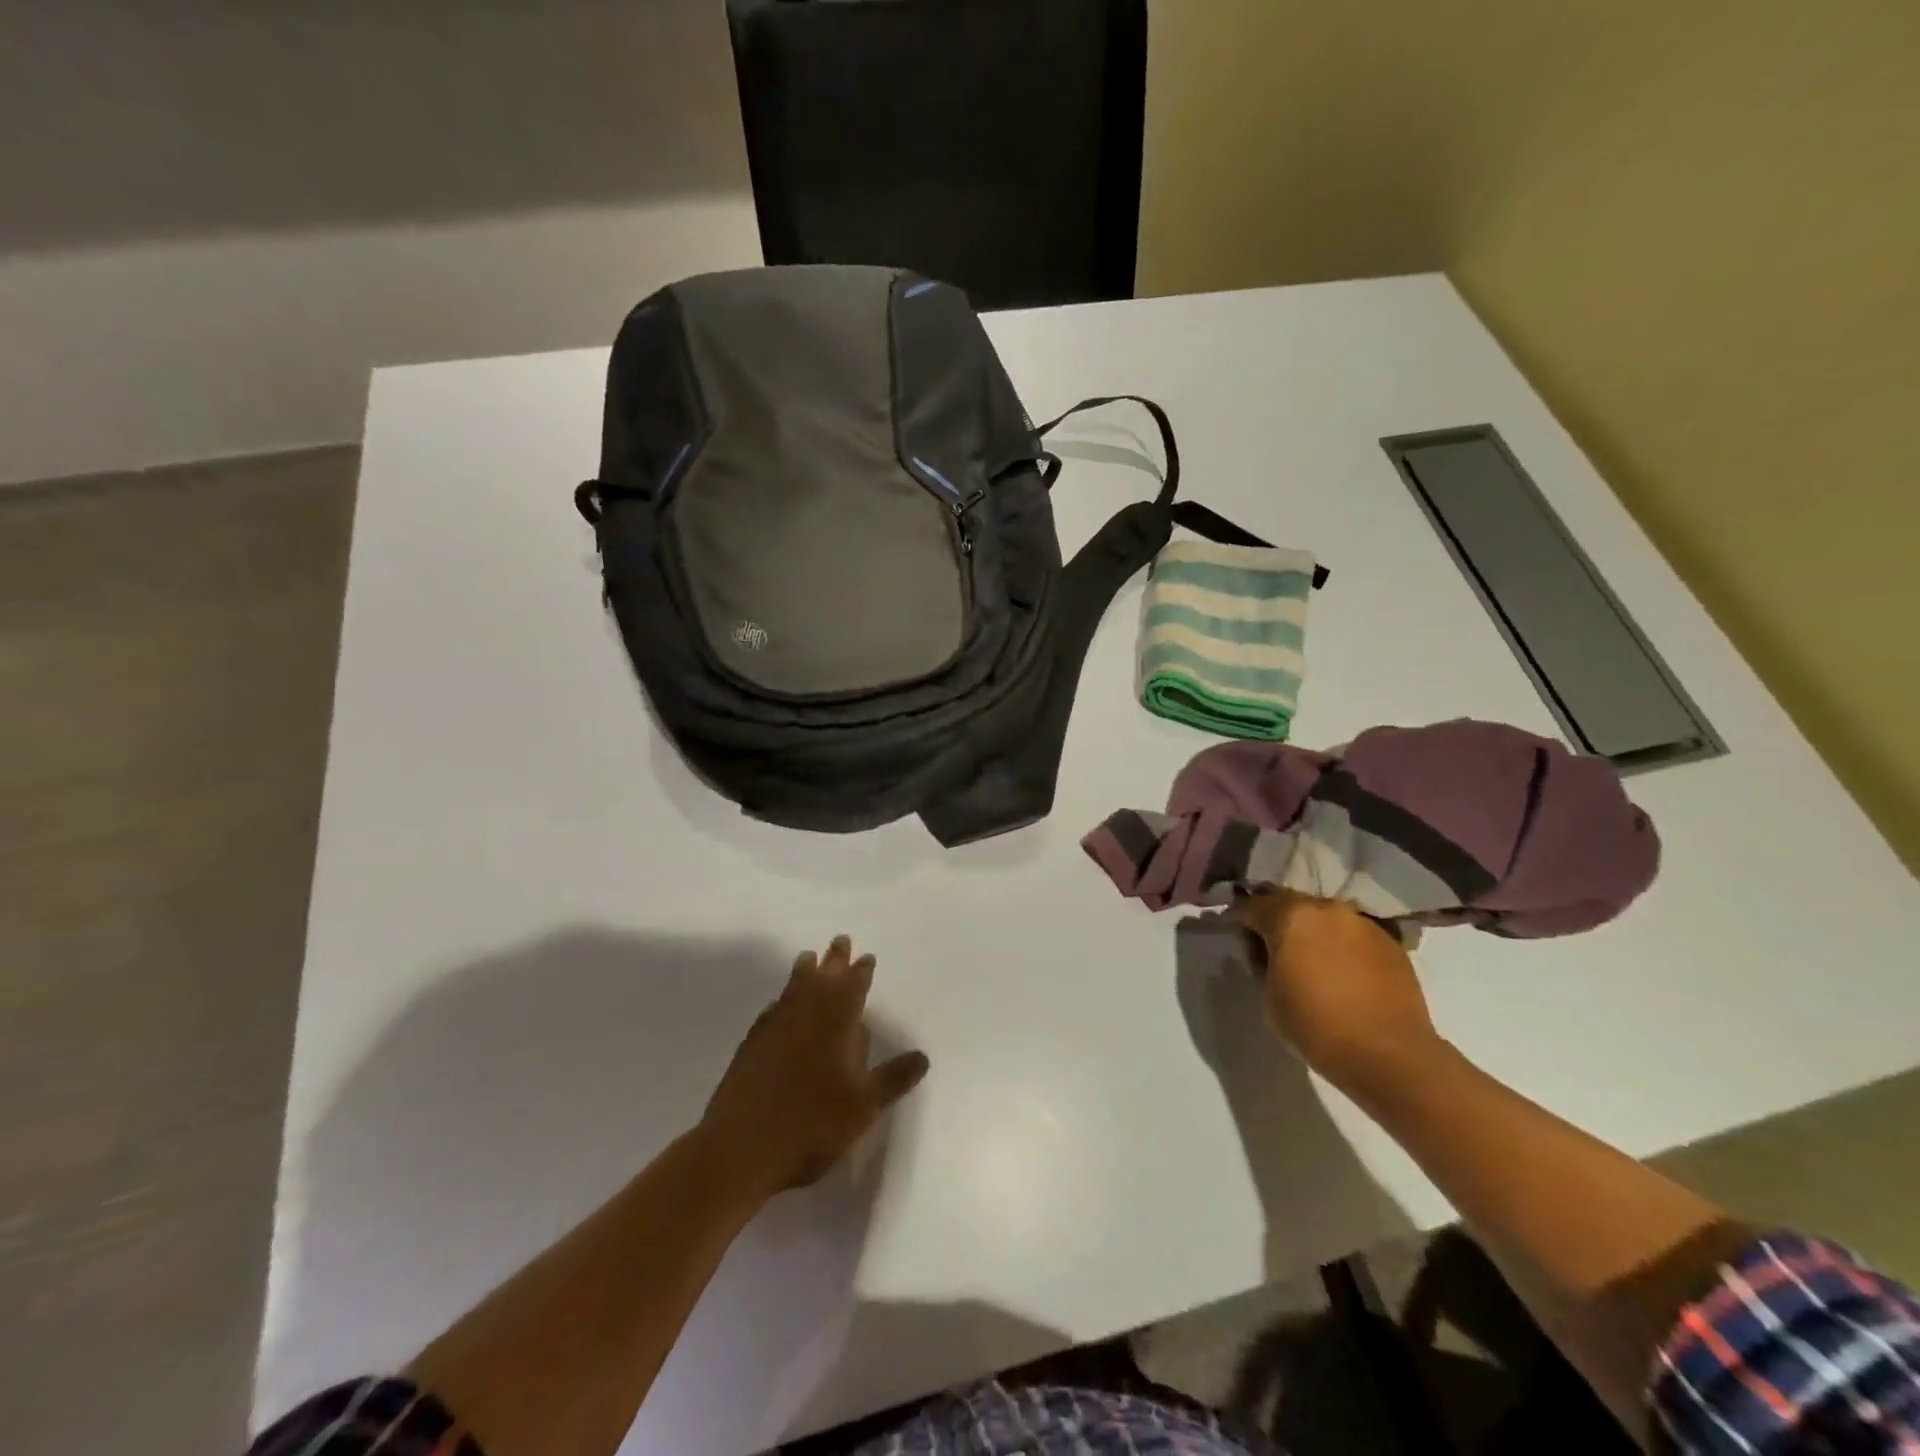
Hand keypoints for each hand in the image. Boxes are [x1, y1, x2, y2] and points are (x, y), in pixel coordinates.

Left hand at [700, 936, 929, 1199]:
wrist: (740, 1148)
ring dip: (804, 972)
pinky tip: (778, 1005)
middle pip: (822, 979)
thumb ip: (893, 1079)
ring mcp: (773, 1029)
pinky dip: (781, 1000)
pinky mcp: (751, 1046)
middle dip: (834, 960)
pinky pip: (772, 1010)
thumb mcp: (863, 1107)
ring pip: (793, 989)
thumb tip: (922, 1055)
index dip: (861, 972)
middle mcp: (804, 1017)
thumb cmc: (811, 1125)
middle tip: (840, 940)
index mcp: (835, 1025)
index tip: (866, 957)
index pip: (852, 989)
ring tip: (808, 957)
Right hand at [1230, 892, 1440, 1091]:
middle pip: (1289, 903)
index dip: (1237, 918)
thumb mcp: (1269, 994)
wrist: (1389, 1055)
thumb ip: (1262, 961)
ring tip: (1308, 957)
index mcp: (1290, 916)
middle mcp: (1326, 908)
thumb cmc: (1316, 1026)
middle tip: (1269, 943)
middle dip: (1275, 918)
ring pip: (1323, 917)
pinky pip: (1351, 934)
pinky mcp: (1389, 942)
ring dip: (1310, 930)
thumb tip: (1264, 949)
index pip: (1251, 905)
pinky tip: (1340, 970)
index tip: (1232, 930)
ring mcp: (1362, 923)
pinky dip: (1339, 944)